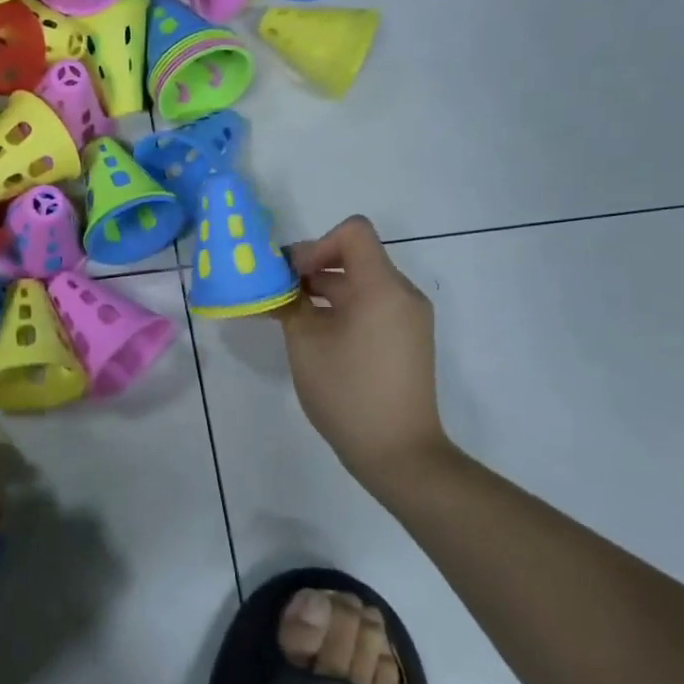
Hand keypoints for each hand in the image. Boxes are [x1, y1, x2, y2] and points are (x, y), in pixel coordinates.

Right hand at [278, 216, 448, 481]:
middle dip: (312, 269)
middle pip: (355, 257)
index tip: (291, 276)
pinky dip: (341, 309)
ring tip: (288, 316)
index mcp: (382, 287)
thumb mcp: (306, 342)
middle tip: (276, 294)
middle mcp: (402, 294)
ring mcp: (407, 318)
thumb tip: (276, 284)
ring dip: (323, 291)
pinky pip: (371, 306)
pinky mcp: (406, 339)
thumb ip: (289, 303)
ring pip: (360, 283)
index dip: (316, 244)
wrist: (397, 451)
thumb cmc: (347, 391)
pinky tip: (314, 335)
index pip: (353, 232)